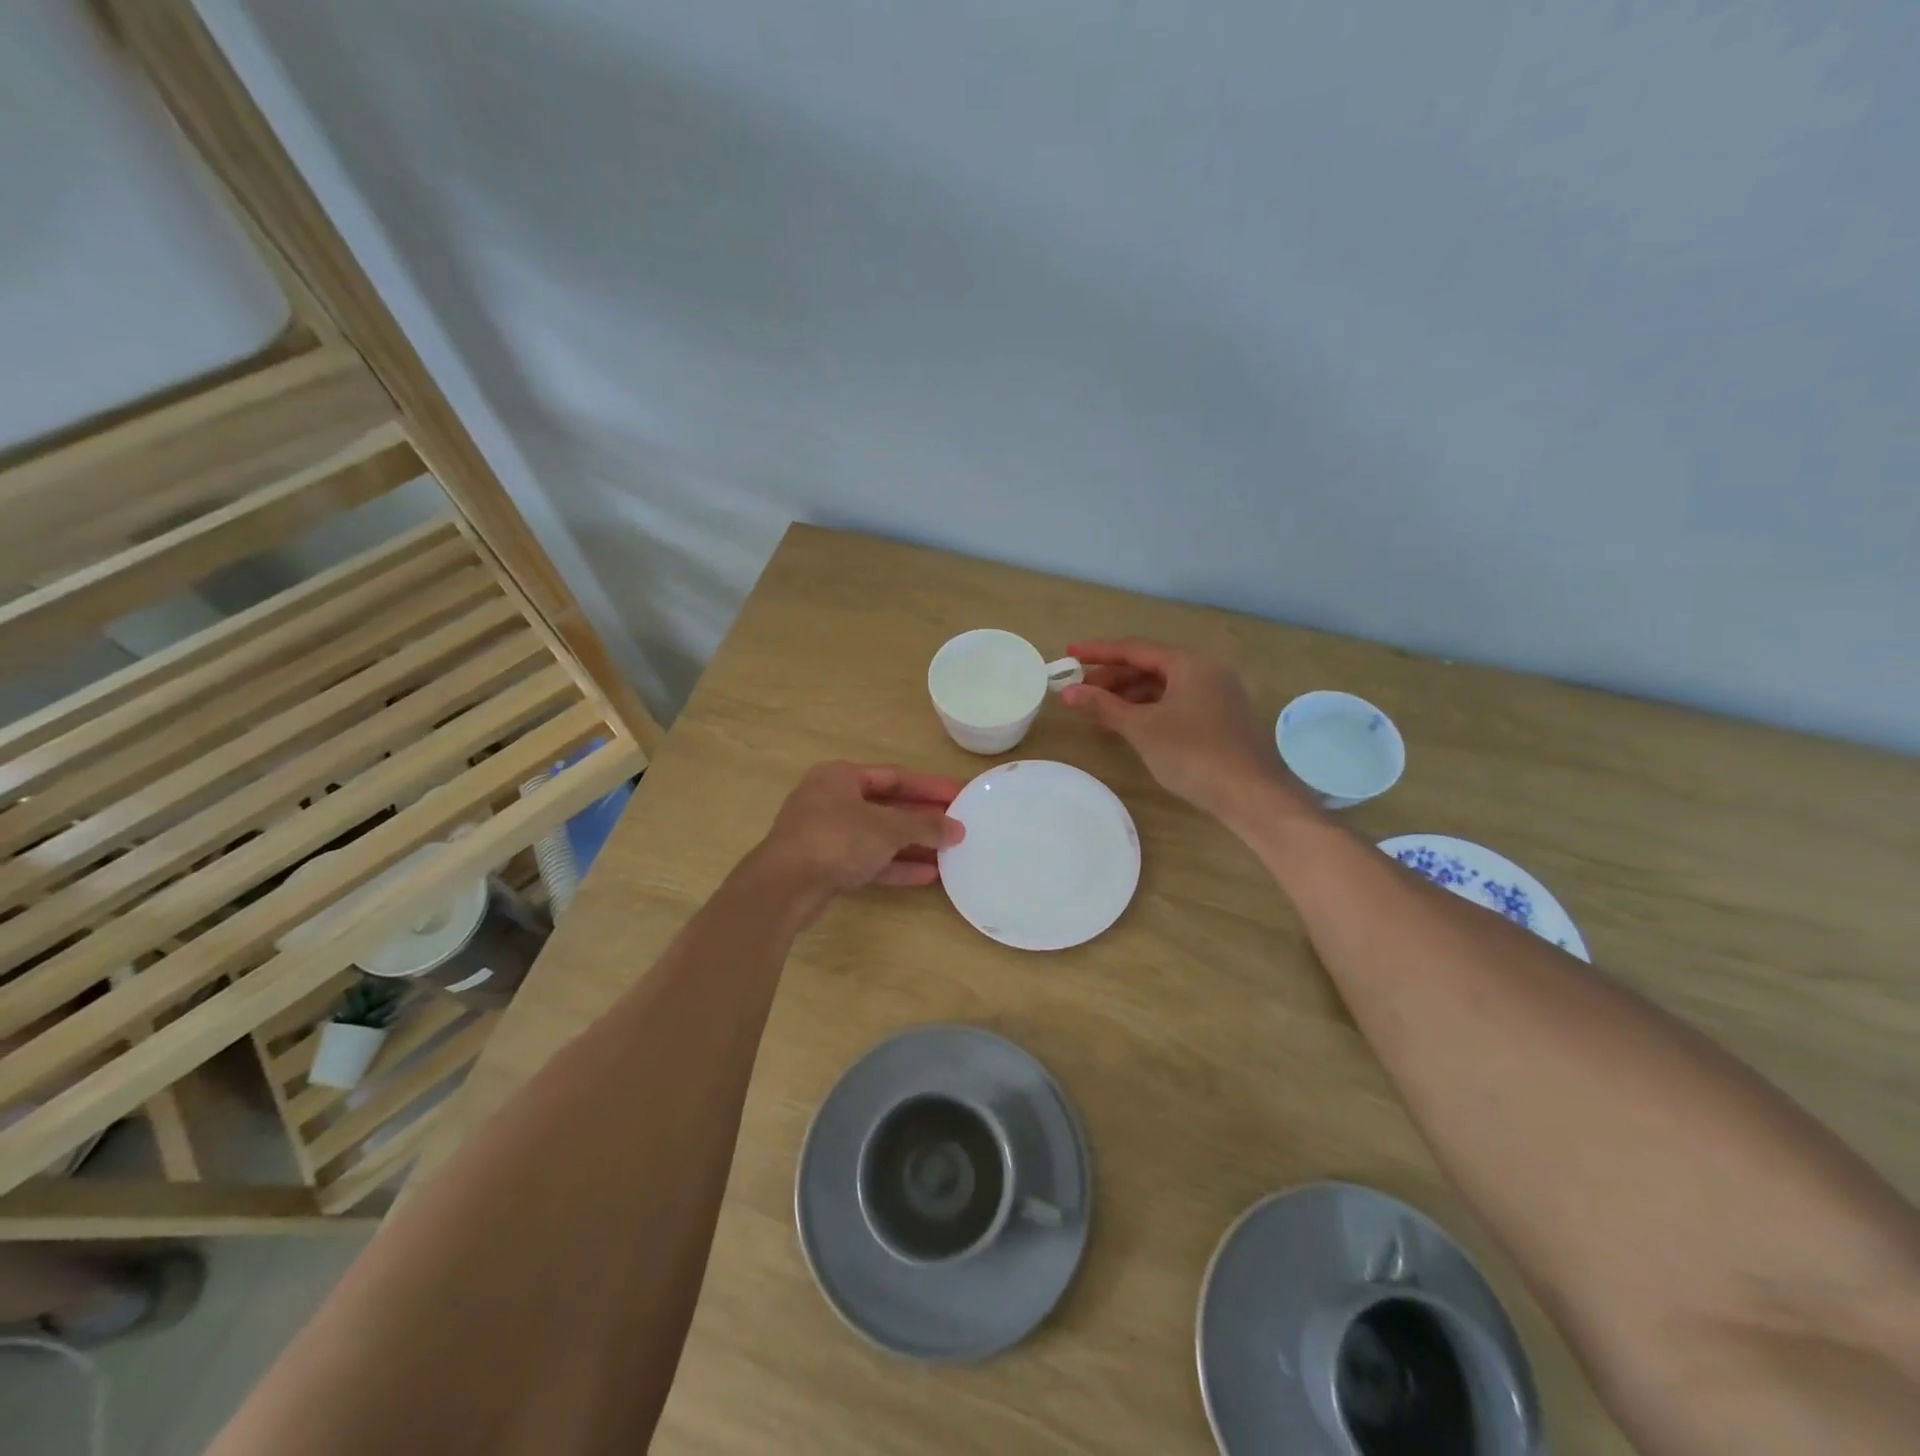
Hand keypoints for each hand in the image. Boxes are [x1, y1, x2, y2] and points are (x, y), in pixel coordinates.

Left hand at [758, 761, 966, 899]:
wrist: (783, 887)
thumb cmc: (836, 839)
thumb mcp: (887, 828)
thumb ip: (924, 825)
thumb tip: (957, 828)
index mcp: (840, 776)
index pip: (895, 776)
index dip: (929, 786)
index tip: (960, 795)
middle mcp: (831, 800)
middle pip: (886, 806)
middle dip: (922, 818)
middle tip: (956, 826)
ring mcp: (826, 834)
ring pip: (877, 836)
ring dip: (912, 845)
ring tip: (948, 853)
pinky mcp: (825, 865)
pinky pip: (867, 860)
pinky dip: (894, 866)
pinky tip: (926, 875)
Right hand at [1061, 638, 1313, 823]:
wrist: (1250, 794)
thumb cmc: (1193, 753)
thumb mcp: (1141, 728)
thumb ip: (1103, 706)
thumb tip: (1068, 692)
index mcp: (1189, 663)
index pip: (1135, 649)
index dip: (1098, 652)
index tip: (1069, 655)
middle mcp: (1206, 670)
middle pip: (1150, 666)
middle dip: (1112, 678)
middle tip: (1080, 692)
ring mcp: (1216, 694)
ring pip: (1163, 686)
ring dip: (1129, 695)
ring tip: (1098, 711)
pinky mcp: (1220, 718)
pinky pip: (1176, 702)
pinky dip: (1149, 709)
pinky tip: (1130, 725)